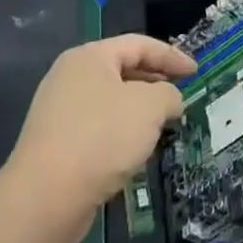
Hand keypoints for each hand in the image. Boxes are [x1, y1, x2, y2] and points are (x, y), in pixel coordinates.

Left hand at [4, 35, 195, 242]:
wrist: (45, 197)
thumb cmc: (102, 137)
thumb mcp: (150, 106)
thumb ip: (168, 94)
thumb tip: (169, 101)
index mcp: (89, 57)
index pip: (139, 44)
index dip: (172, 56)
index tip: (196, 71)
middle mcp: (69, 77)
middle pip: (123, 70)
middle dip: (156, 82)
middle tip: (181, 96)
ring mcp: (59, 112)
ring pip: (111, 101)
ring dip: (140, 111)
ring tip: (164, 125)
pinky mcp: (56, 143)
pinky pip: (98, 127)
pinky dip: (121, 132)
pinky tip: (136, 151)